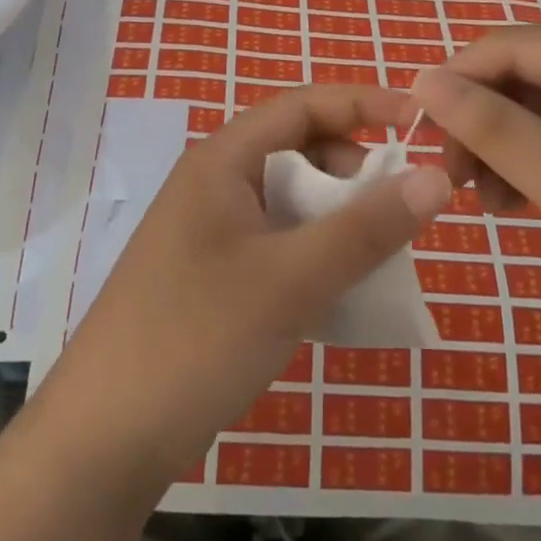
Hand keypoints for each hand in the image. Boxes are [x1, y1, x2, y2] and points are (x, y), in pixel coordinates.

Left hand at [37, 85, 453, 486]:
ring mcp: (209, 230)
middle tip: (398, 208)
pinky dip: (314, 251)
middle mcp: (214, 182)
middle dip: (353, 167)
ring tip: (375, 254)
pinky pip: (276, 240)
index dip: (363, 103)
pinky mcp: (211, 273)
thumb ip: (366, 228)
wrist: (105, 437)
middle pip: (297, 149)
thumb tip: (435, 177)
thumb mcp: (291, 279)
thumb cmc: (198, 337)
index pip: (302, 105)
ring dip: (336, 215)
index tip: (421, 122)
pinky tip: (338, 290)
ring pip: (289, 199)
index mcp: (222, 159)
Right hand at [411, 28, 540, 383]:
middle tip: (453, 181)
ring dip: (503, 148)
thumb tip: (422, 79)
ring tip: (487, 203)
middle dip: (479, 122)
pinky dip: (535, 166)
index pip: (509, 45)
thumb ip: (495, 128)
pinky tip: (519, 206)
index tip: (418, 137)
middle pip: (525, 75)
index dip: (455, 82)